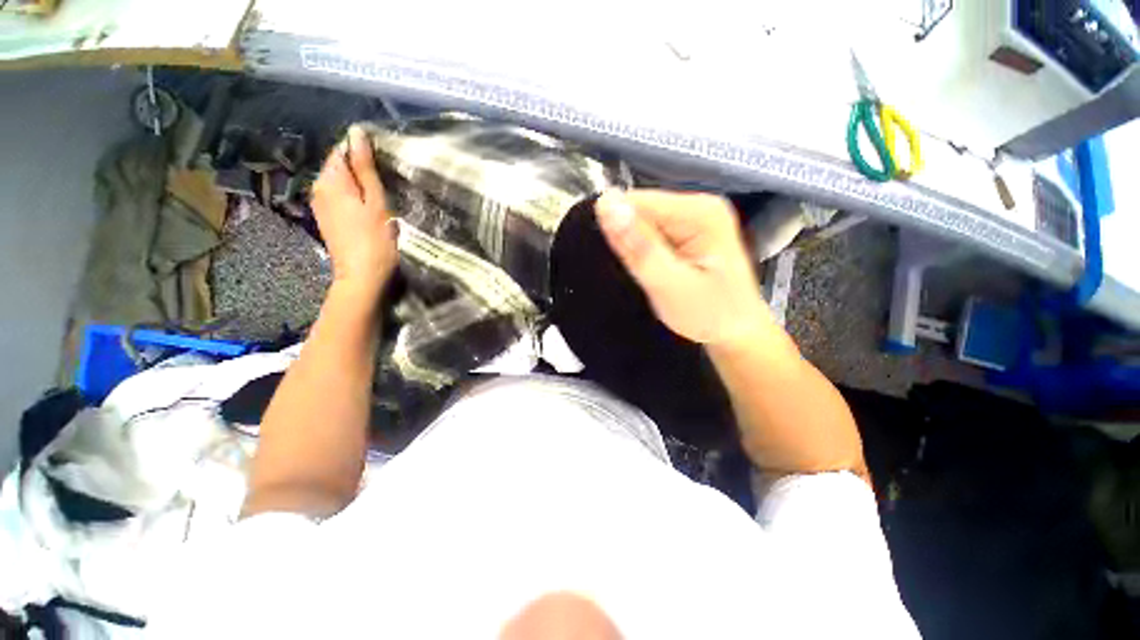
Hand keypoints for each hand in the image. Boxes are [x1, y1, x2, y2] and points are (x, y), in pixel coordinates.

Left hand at [311, 126, 398, 293]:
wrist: (361, 277)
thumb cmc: (375, 240)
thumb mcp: (376, 202)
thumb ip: (365, 168)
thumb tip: (356, 133)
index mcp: (331, 180)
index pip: (341, 149)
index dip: (363, 152)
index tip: (385, 165)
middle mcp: (318, 187)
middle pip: (339, 166)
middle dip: (360, 168)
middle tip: (387, 182)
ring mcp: (320, 204)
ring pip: (340, 182)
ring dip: (358, 183)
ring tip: (380, 195)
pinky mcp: (326, 217)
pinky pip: (338, 196)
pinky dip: (353, 196)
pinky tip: (368, 208)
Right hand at [596, 190, 770, 346]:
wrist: (736, 332)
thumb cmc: (709, 314)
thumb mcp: (669, 285)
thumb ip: (640, 247)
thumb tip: (606, 204)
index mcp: (699, 212)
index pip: (636, 202)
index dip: (619, 230)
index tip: (627, 262)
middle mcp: (698, 205)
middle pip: (640, 210)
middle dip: (630, 242)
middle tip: (644, 274)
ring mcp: (694, 218)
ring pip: (642, 224)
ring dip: (636, 249)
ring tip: (651, 275)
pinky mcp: (688, 231)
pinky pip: (651, 234)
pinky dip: (645, 253)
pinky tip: (656, 270)